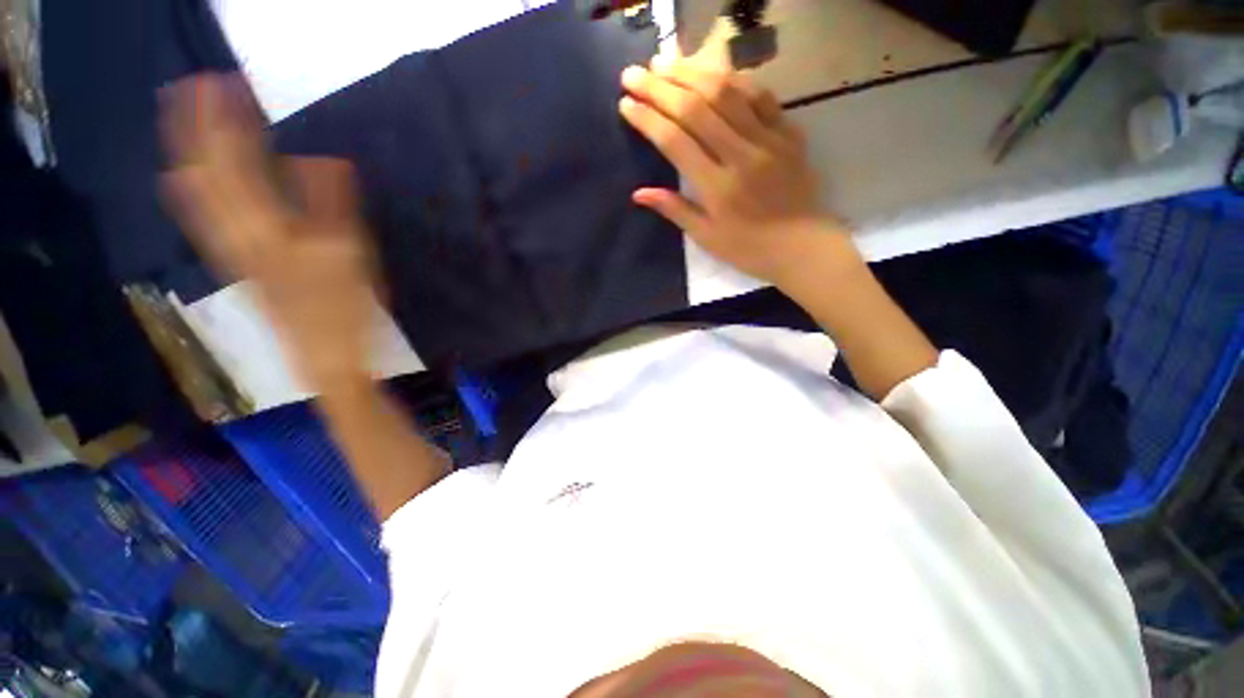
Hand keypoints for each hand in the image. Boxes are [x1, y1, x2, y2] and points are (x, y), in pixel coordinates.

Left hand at [160, 74, 375, 389]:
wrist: (325, 356)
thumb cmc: (344, 309)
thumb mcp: (348, 256)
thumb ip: (331, 206)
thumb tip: (319, 157)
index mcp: (264, 231)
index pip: (233, 165)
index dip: (226, 122)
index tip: (227, 85)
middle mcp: (234, 235)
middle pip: (199, 173)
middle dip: (193, 128)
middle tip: (195, 89)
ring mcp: (229, 250)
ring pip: (191, 193)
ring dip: (187, 152)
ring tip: (185, 119)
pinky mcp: (236, 261)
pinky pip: (202, 216)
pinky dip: (193, 185)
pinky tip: (191, 173)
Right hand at [619, 56, 857, 285]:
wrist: (803, 246)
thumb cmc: (748, 249)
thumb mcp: (707, 237)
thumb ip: (675, 209)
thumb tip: (638, 193)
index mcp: (718, 188)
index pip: (675, 142)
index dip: (648, 119)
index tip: (626, 104)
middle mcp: (741, 156)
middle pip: (696, 109)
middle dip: (660, 88)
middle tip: (634, 74)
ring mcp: (768, 139)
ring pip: (726, 92)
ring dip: (691, 73)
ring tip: (665, 64)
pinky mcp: (788, 132)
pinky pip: (760, 95)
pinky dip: (733, 79)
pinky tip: (712, 72)